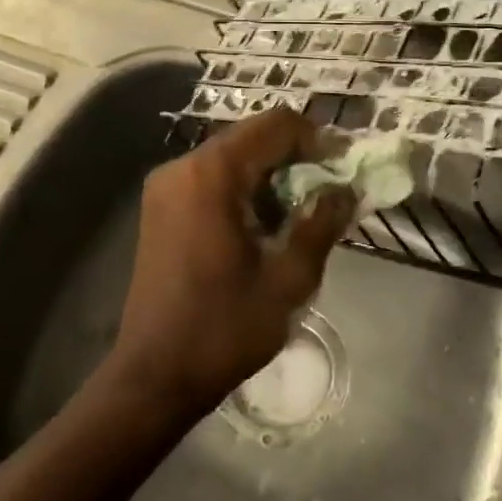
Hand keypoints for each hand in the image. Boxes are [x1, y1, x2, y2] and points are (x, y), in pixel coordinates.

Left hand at [105, 107, 351, 421]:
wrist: (155, 375)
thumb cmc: (224, 328)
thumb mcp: (289, 279)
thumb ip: (321, 223)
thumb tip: (346, 190)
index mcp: (212, 174)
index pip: (276, 125)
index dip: (317, 138)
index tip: (344, 168)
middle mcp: (183, 167)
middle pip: (252, 138)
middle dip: (296, 158)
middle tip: (329, 194)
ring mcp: (166, 187)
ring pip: (233, 159)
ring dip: (271, 176)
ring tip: (301, 215)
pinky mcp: (160, 208)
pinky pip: (212, 179)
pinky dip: (244, 190)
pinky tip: (264, 226)